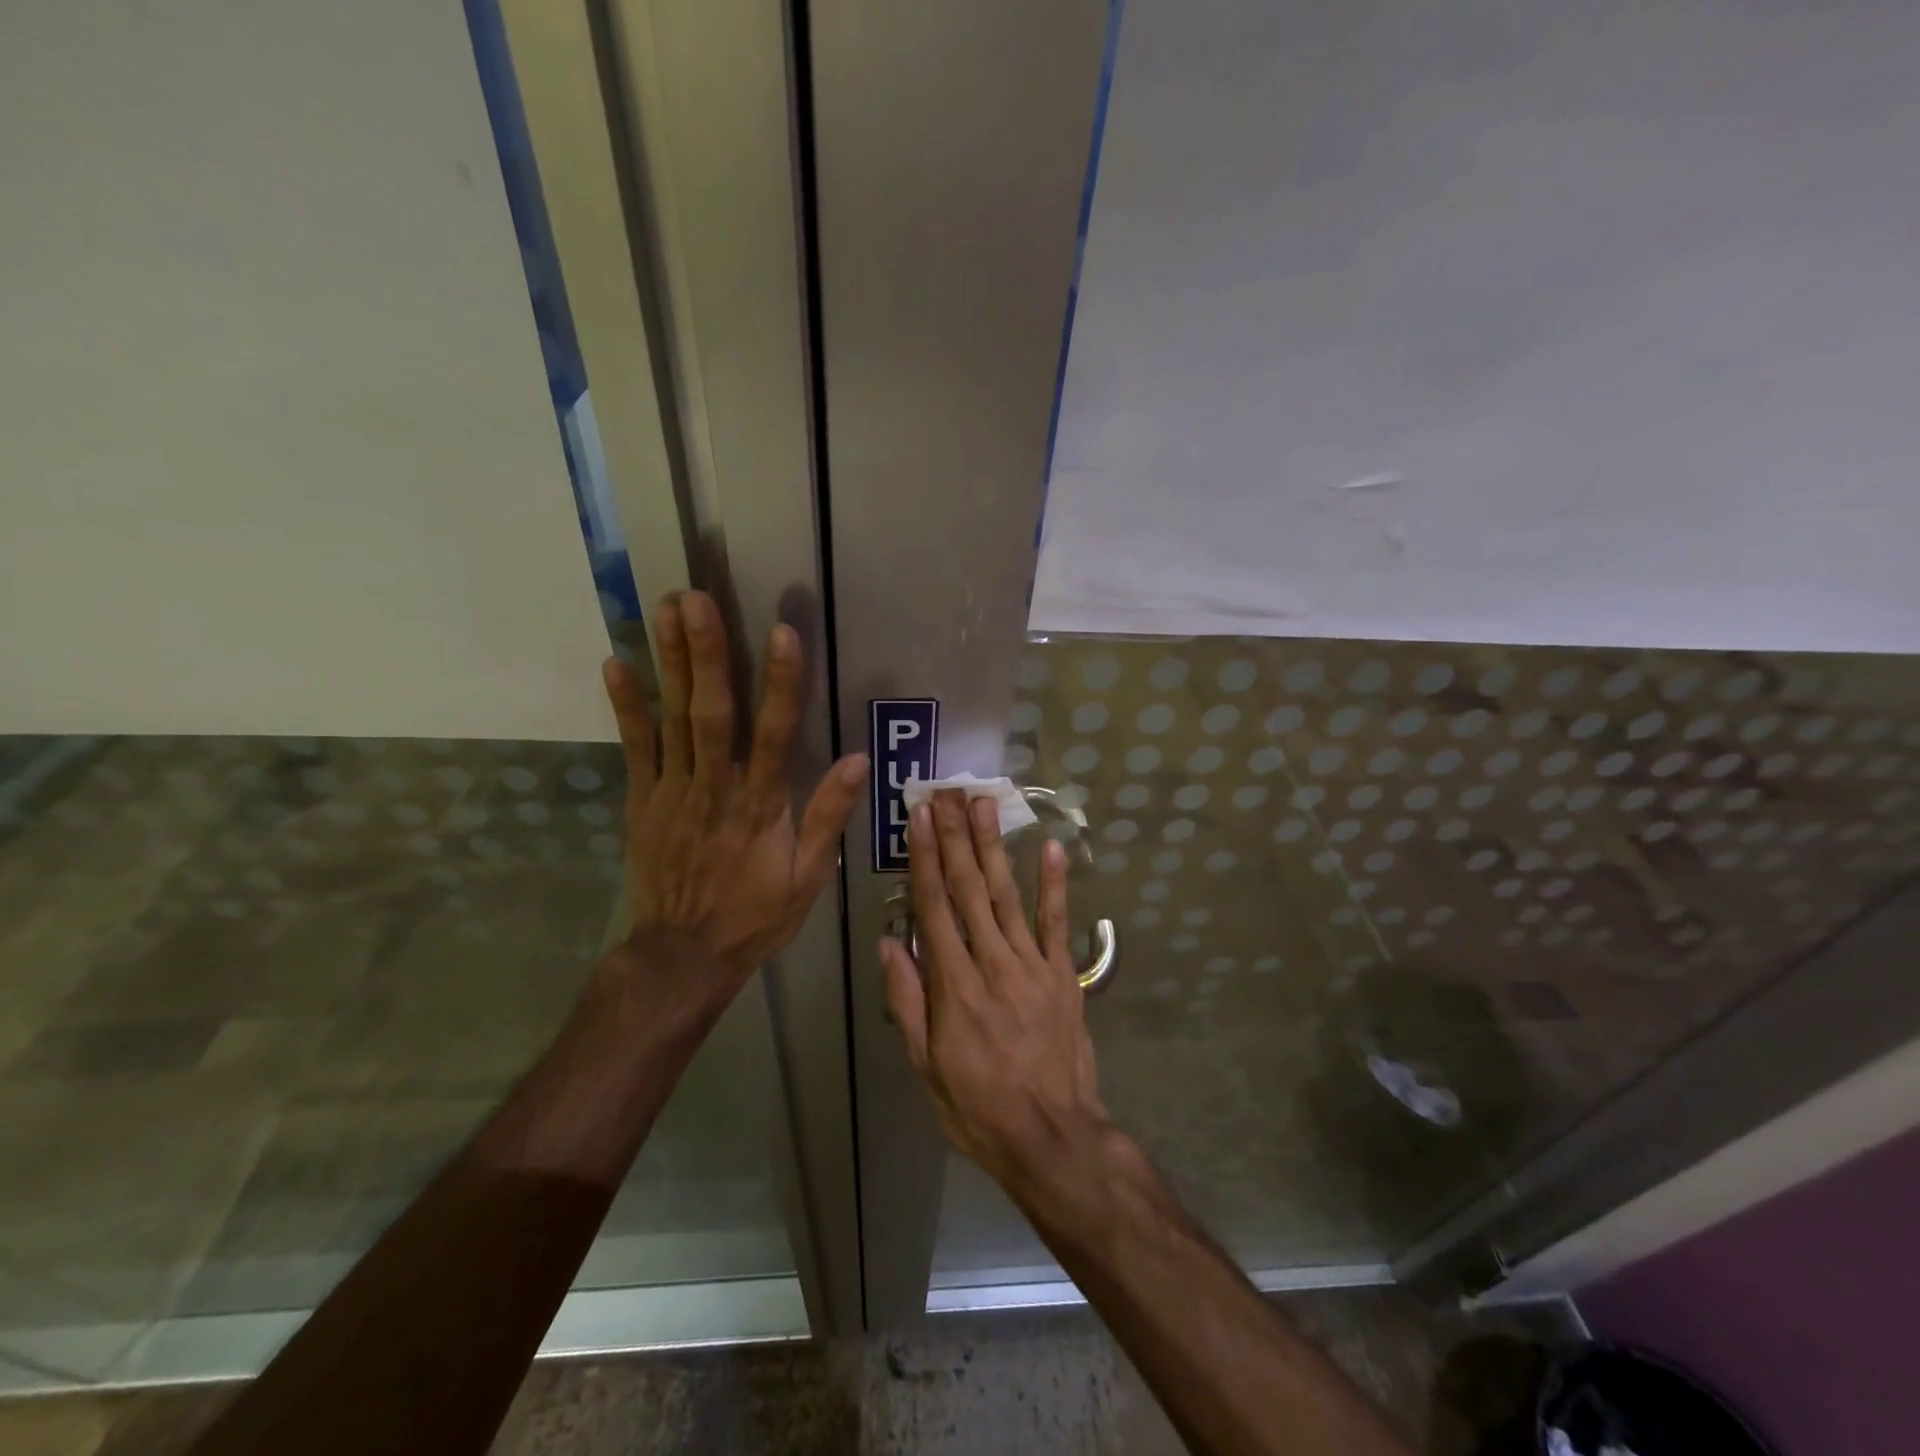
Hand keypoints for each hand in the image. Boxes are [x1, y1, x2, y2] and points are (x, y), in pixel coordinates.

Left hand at [601, 590, 867, 995]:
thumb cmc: (755, 915)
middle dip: (706, 652)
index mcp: (762, 804)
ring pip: (673, 718)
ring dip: (670, 663)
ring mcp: (673, 791)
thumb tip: (859, 760)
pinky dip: (627, 706)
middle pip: (712, 711)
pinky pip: (635, 747)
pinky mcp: (642, 800)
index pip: (776, 732)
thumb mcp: (808, 876)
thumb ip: (829, 816)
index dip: (781, 681)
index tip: (781, 632)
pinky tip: (616, 664)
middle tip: (696, 599)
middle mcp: (716, 787)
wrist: (683, 955)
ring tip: (665, 611)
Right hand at [879, 791, 1109, 1191]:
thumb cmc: (977, 1106)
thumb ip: (908, 1001)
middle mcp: (992, 962)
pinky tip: (1050, 848)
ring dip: (994, 847)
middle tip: (947, 793)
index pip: (934, 908)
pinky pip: (1058, 922)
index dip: (925, 859)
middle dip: (956, 837)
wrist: (1052, 1137)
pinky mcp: (1062, 975)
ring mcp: (1032, 965)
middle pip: (969, 889)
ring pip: (1007, 895)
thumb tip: (889, 942)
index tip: (920, 819)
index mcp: (954, 985)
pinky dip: (1055, 884)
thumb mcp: (925, 1066)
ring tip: (984, 805)